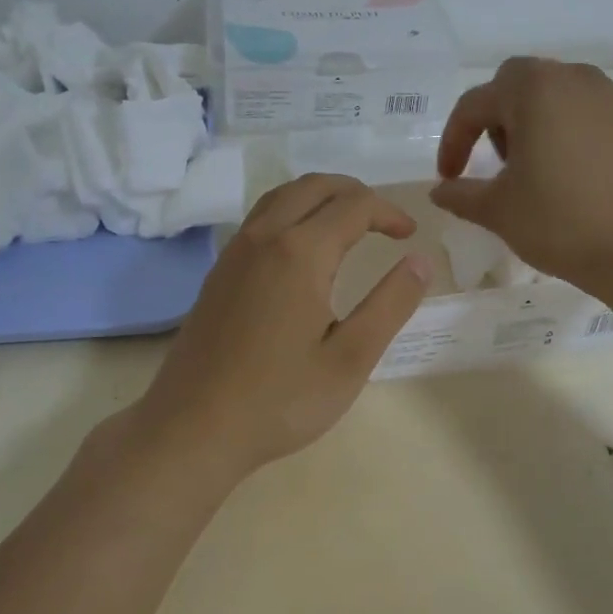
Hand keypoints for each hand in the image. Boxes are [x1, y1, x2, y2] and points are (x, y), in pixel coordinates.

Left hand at [134, 174, 432, 480]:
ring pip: (282, 196)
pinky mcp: (219, 271)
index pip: (354, 206)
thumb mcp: (350, 360)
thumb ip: (389, 305)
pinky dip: (292, 211)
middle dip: (355, 193)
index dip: (388, 212)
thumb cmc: (279, 400)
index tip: (411, 234)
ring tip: (348, 223)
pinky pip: (261, 218)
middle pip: (314, 186)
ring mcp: (235, 251)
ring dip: (320, 197)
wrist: (192, 427)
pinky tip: (302, 248)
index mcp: (300, 252)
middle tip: (383, 221)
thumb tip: (420, 260)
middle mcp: (264, 237)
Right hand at [431, 57, 612, 300]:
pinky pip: (597, 114)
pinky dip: (578, 133)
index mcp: (533, 90)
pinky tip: (581, 174)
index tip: (450, 176)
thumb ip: (460, 193)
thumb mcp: (497, 210)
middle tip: (500, 162)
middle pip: (520, 84)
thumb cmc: (561, 223)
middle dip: (499, 117)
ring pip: (562, 94)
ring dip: (539, 121)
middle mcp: (575, 79)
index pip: (475, 104)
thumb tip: (440, 190)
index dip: (454, 140)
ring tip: (541, 167)